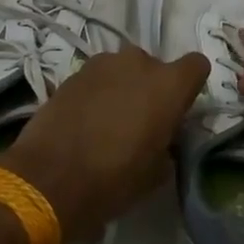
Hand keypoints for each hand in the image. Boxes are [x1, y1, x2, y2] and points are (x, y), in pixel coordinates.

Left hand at [0, 46, 208, 243]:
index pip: (197, 65)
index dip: (190, 86)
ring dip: (123, 87)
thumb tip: (162, 140)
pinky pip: (97, 79)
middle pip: (156, 67)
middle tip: (142, 121)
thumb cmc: (113, 179)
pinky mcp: (72, 73)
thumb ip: (168, 145)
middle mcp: (138, 63)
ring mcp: (102, 64)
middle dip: (152, 88)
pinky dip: (97, 93)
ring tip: (110, 121)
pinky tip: (86, 121)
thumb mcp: (156, 174)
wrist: (47, 179)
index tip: (179, 109)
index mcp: (168, 85)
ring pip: (123, 69)